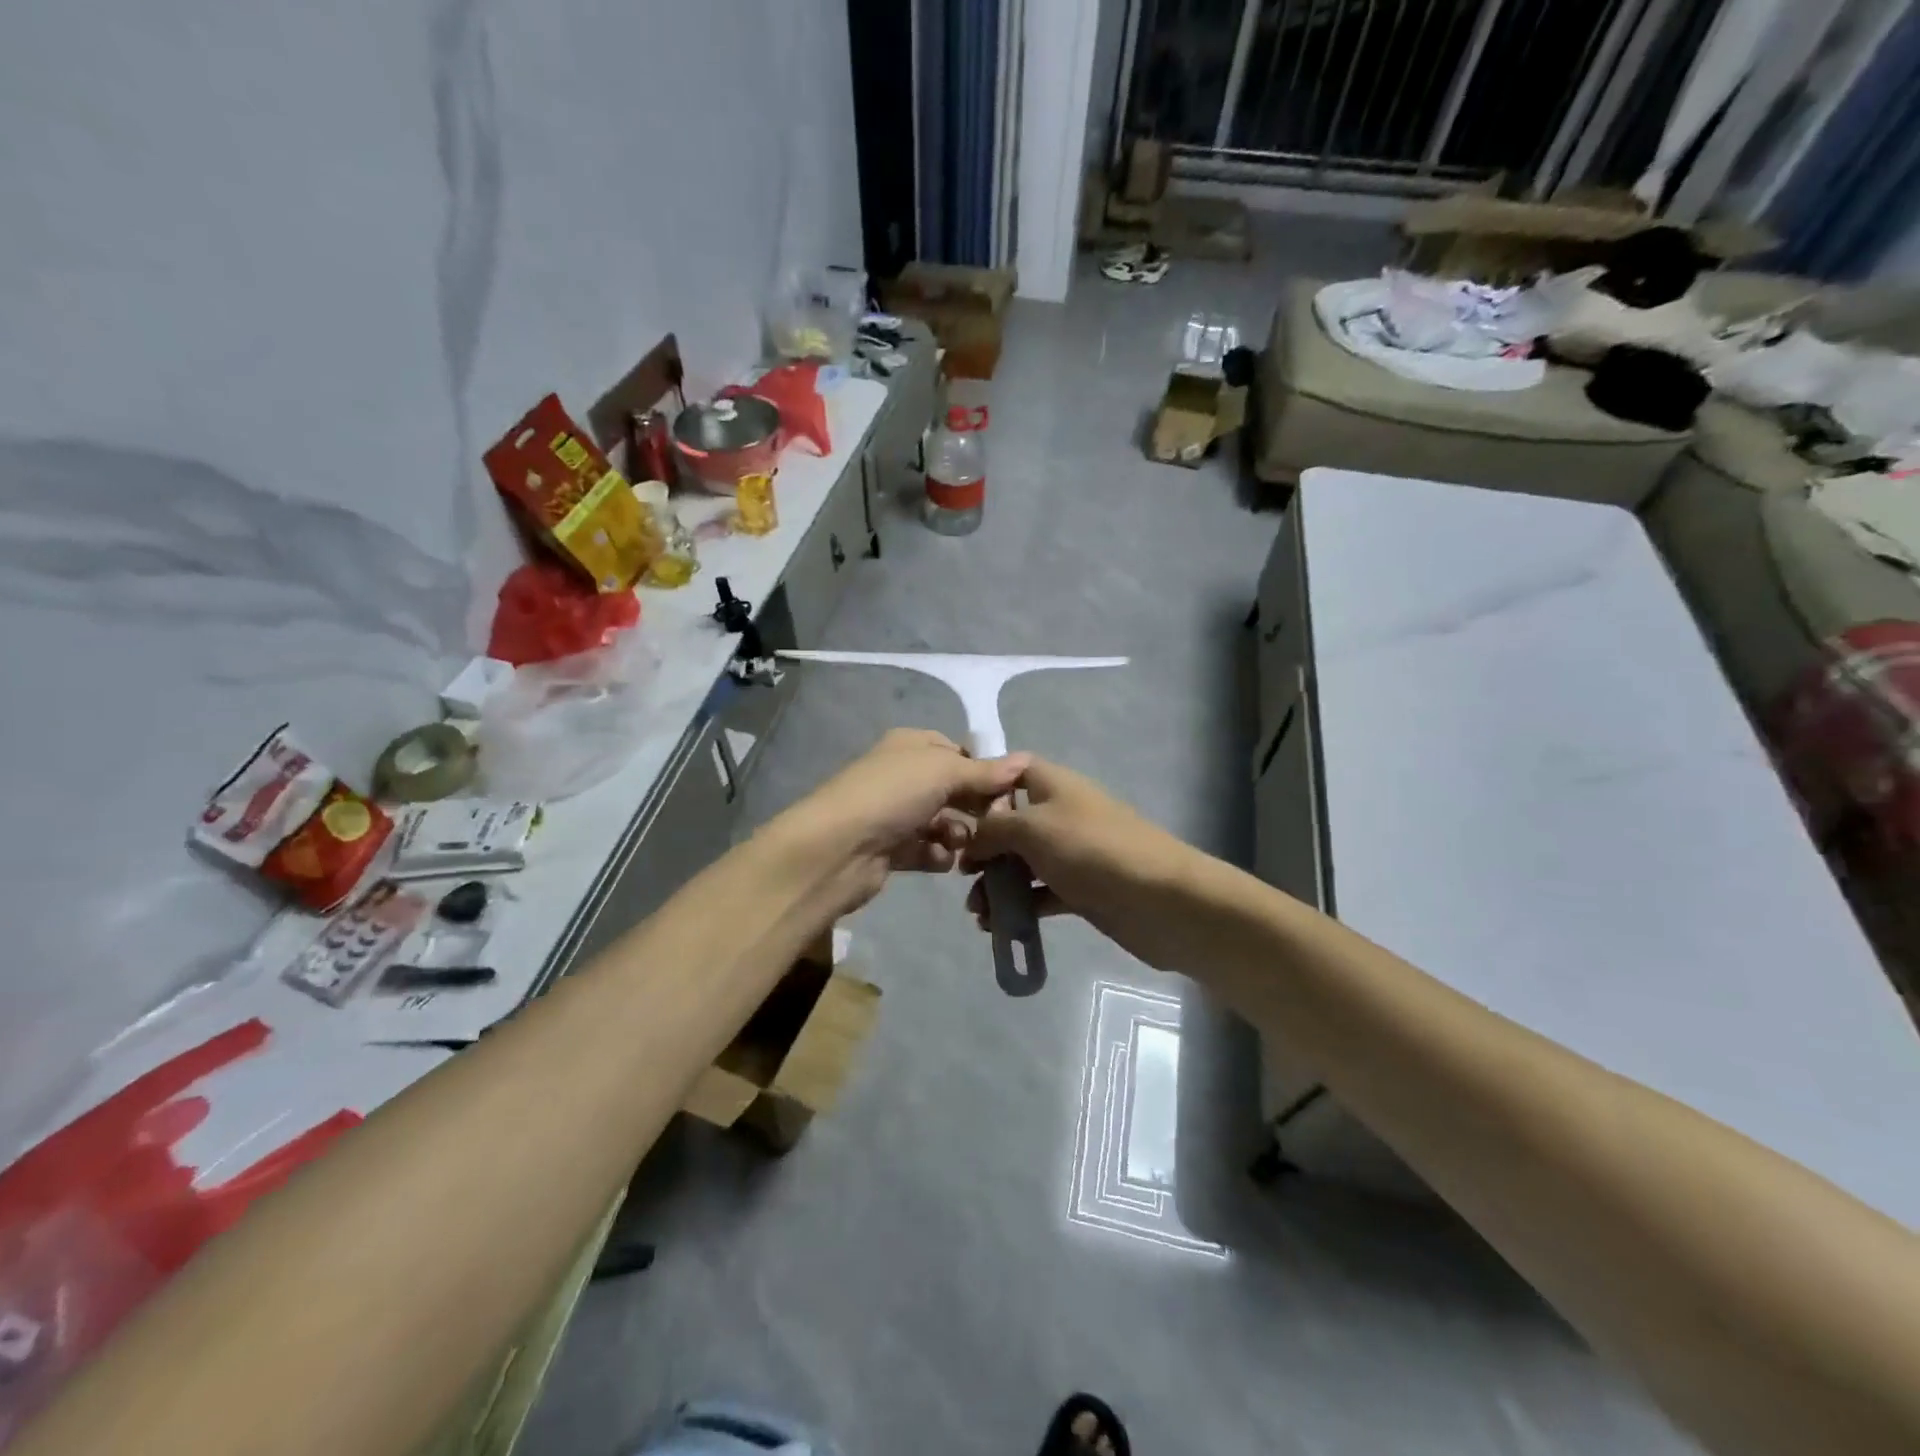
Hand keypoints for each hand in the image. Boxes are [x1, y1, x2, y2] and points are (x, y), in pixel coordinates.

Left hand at [773, 729, 1030, 916]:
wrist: (837, 849)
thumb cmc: (892, 795)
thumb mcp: (943, 771)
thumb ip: (984, 772)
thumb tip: (1024, 762)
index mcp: (911, 745)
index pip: (957, 752)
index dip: (983, 770)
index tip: (1009, 791)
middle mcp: (903, 775)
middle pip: (953, 789)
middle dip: (976, 806)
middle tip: (997, 824)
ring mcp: (895, 813)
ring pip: (944, 822)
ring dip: (960, 834)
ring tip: (966, 846)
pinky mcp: (891, 849)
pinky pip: (928, 850)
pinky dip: (938, 855)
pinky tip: (942, 860)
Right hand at [962, 757, 1203, 972]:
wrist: (1159, 899)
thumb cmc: (1090, 849)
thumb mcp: (1032, 828)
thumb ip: (992, 828)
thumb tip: (970, 839)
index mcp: (1052, 784)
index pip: (1011, 771)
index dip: (982, 787)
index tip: (952, 813)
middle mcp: (1061, 813)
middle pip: (1011, 822)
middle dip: (983, 847)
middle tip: (961, 873)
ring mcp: (1072, 852)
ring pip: (1023, 862)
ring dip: (997, 883)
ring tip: (977, 911)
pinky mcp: (1081, 889)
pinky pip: (1040, 893)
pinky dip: (1019, 906)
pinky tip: (996, 926)